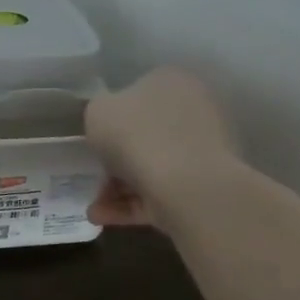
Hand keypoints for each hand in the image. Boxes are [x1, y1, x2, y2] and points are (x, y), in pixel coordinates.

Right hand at [84, 67, 238, 229]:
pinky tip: (103, 217)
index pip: (139, 93)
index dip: (113, 116)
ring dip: (119, 187)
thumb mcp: (97, 111)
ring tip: (94, 209)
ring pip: (152, 166)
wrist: (186, 183)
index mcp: (171, 81)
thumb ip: (99, 112)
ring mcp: (203, 150)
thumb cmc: (136, 134)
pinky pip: (162, 192)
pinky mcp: (205, 185)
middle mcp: (194, 109)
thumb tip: (109, 122)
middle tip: (94, 174)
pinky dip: (133, 205)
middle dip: (116, 158)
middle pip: (146, 133)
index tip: (96, 137)